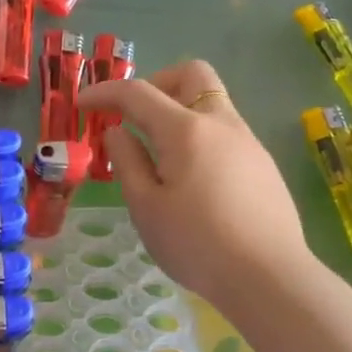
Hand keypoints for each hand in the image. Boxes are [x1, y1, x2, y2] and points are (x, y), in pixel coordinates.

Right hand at [77, 60, 312, 310]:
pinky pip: (225, 132)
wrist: (269, 277)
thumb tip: (117, 132)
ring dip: (180, 111)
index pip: (138, 93)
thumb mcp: (146, 207)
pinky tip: (192, 180)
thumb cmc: (196, 244)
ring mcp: (248, 141)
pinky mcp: (263, 164)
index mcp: (185, 130)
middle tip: (136, 117)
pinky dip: (200, 137)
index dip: (105, 92)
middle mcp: (221, 123)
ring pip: (212, 103)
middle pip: (191, 74)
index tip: (82, 104)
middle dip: (157, 83)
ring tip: (160, 157)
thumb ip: (128, 162)